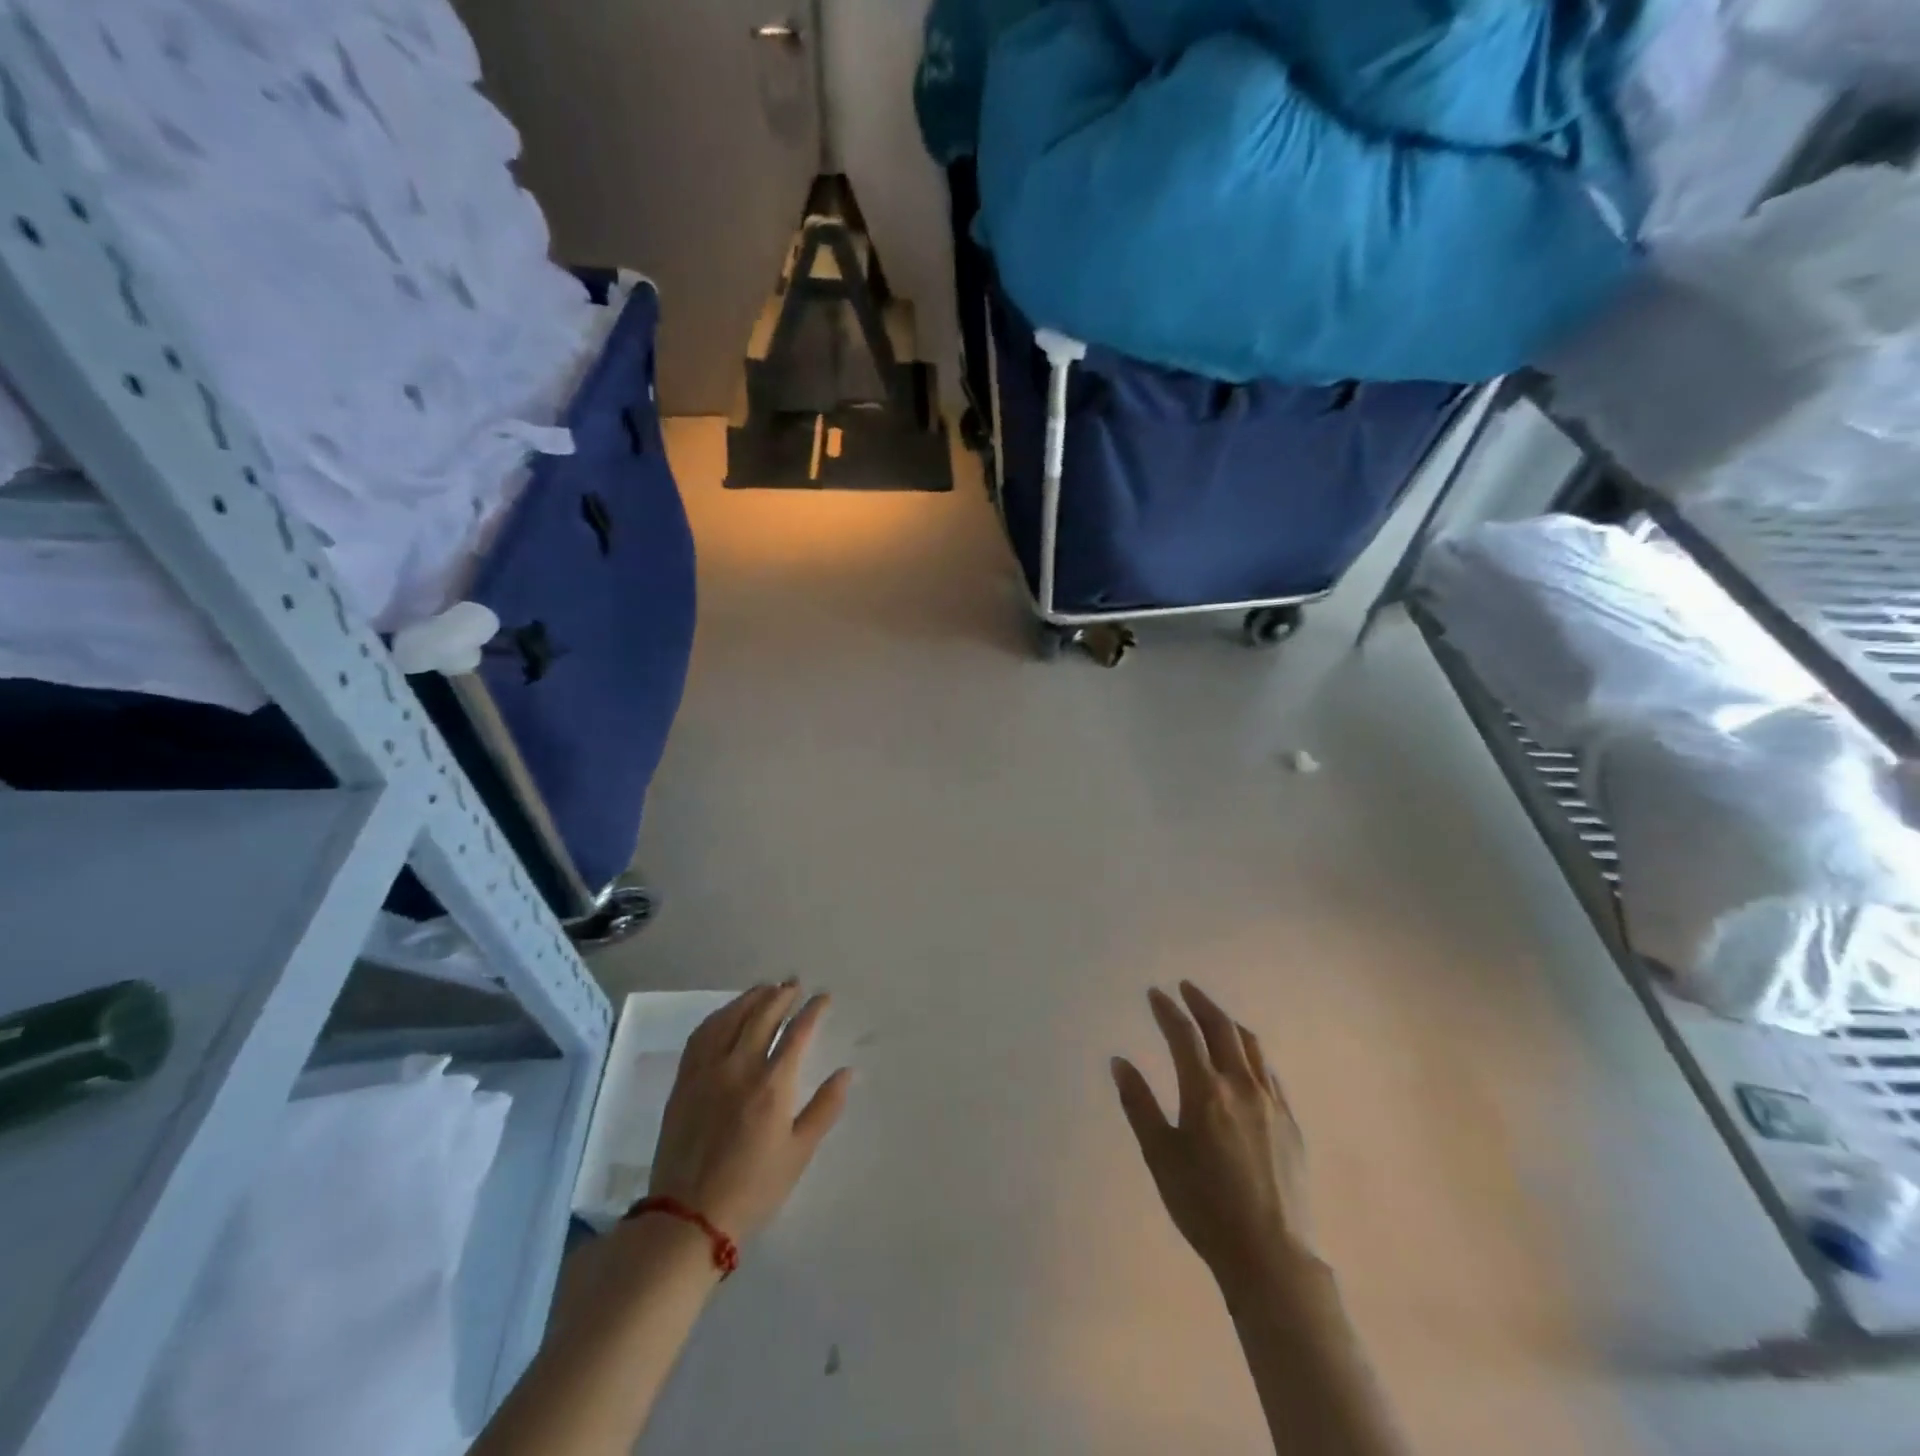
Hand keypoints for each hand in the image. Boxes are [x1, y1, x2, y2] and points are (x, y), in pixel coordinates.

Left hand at [648, 982, 852, 1243]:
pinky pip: (702, 1034)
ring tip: (766, 988)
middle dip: (782, 995)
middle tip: (794, 984)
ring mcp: (708, 1070)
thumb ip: (825, 1108)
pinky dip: (719, 1015)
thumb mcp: (799, 1153)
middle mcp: (740, 1066)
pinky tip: (727, 1013)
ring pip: (731, 1018)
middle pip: (763, 1015)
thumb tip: (847, 1071)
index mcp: (773, 1085)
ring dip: (751, 998)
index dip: (813, 1010)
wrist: (689, 1218)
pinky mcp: (685, 1080)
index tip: (823, 997)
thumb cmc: (753, 1188)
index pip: (798, 1032)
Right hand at [1112, 983, 1312, 1294]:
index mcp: (1205, 1091)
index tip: (1155, 993)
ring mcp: (1271, 1102)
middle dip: (1201, 1003)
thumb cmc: (1204, 1206)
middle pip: (1222, 1029)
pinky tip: (1246, 1061)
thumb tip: (1119, 1061)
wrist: (1270, 1255)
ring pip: (1251, 1046)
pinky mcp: (1290, 1123)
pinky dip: (1252, 1053)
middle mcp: (1241, 1086)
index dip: (1167, 1010)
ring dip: (1229, 1023)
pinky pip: (1270, 1072)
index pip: (1183, 1034)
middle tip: (1185, 988)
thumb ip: (1138, 1104)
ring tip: (1215, 1016)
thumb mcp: (1160, 1156)